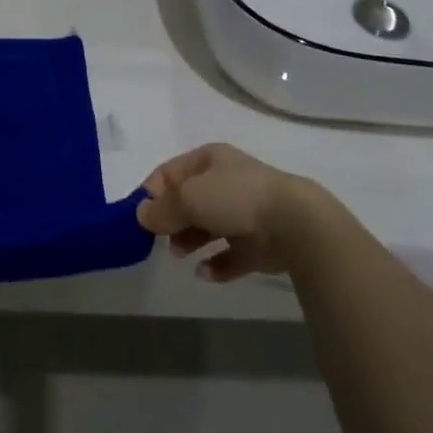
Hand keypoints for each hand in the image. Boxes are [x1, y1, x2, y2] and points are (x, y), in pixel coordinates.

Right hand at [134, 143, 329, 281]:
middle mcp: (227, 181)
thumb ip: (162, 209)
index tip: (139, 217)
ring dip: (190, 241)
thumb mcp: (188, 197)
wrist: (293, 223)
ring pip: (208, 227)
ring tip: (180, 255)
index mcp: (210, 159)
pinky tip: (205, 273)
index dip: (152, 192)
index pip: (170, 172)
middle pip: (189, 201)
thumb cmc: (234, 197)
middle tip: (160, 239)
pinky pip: (230, 254)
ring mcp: (245, 212)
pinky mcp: (259, 243)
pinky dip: (216, 264)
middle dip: (172, 220)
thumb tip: (141, 215)